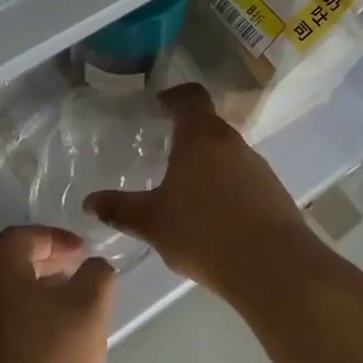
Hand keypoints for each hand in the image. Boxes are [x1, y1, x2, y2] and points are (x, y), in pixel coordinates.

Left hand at [0, 226, 115, 362]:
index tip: (81, 253)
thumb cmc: (50, 362)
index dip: (53, 237)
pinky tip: (53, 350)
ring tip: (71, 316)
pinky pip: (3, 329)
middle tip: (78, 278)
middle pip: (11, 266)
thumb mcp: (89, 311)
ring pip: (8, 300)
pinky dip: (29, 325)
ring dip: (39, 297)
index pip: (20, 236)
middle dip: (48, 266)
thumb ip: (97, 277)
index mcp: (0, 274)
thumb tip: (95, 266)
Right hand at [84, 84, 314, 302]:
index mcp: (201, 137)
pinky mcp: (273, 191)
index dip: (173, 96)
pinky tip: (214, 218)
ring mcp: (257, 166)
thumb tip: (89, 202)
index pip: (190, 96)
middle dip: (186, 136)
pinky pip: (243, 178)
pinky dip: (226, 187)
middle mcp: (232, 142)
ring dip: (207, 164)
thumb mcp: (153, 223)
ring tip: (186, 192)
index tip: (158, 107)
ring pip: (226, 153)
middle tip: (162, 155)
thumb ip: (120, 209)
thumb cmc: (204, 232)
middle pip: (207, 125)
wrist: (273, 267)